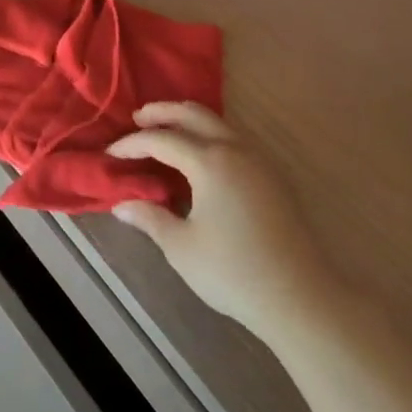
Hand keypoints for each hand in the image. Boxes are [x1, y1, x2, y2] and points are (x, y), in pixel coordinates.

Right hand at [108, 102, 345, 340]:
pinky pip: (234, 139)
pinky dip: (209, 135)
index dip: (132, 143)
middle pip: (193, 114)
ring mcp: (260, 162)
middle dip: (162, 113)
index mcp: (210, 162)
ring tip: (165, 132)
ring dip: (188, 121)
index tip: (110, 153)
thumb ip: (149, 218)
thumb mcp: (181, 246)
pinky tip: (199, 156)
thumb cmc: (233, 271)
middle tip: (137, 118)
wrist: (301, 298)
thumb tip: (121, 205)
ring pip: (218, 123)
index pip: (161, 139)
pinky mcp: (273, 178)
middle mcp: (236, 150)